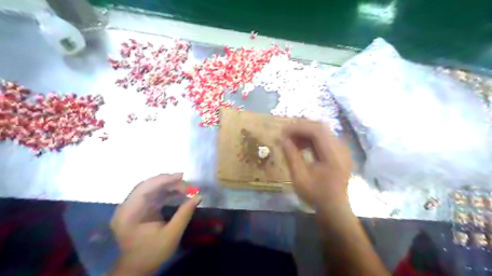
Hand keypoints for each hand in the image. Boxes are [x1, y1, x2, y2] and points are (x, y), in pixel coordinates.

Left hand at [110, 173, 200, 274]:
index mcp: (129, 213)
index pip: (145, 188)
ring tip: (184, 188)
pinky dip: (164, 192)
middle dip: (167, 182)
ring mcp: (130, 207)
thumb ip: (184, 213)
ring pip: (150, 188)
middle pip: (147, 185)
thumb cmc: (152, 252)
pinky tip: (176, 193)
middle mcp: (126, 206)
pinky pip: (151, 194)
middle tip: (186, 183)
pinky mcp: (137, 209)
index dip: (164, 179)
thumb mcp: (172, 234)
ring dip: (167, 186)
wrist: (137, 268)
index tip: (182, 176)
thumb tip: (198, 196)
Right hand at [281, 122, 349, 209]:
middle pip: (320, 128)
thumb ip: (291, 155)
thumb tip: (282, 139)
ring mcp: (342, 150)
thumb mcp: (299, 177)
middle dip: (301, 128)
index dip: (298, 128)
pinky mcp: (339, 152)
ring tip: (291, 141)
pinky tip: (301, 146)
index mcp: (333, 155)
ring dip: (305, 133)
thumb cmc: (316, 195)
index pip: (317, 131)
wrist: (334, 208)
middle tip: (286, 134)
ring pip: (322, 131)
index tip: (283, 131)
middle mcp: (341, 149)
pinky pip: (324, 138)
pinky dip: (311, 139)